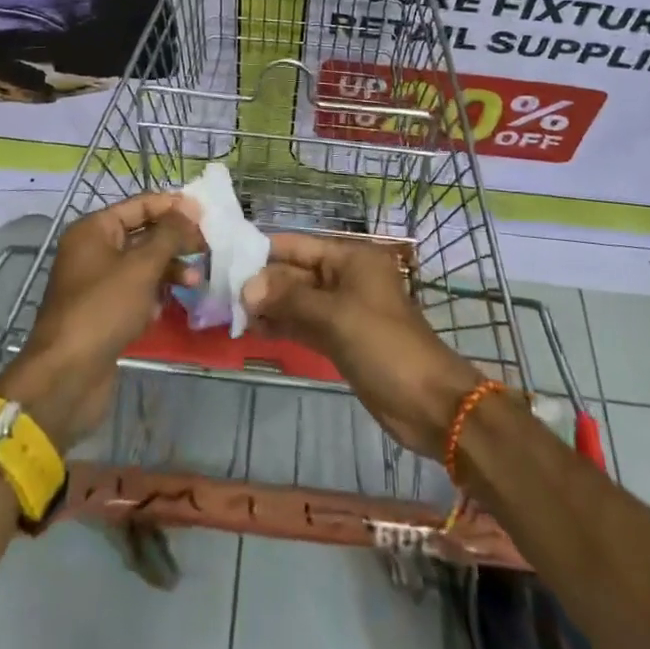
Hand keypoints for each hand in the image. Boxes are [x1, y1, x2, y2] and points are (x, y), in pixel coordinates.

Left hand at [0, 192, 201, 451]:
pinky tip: (164, 309)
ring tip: (195, 282)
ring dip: (169, 270)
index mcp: (94, 230)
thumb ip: (169, 234)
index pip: (140, 205)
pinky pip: (135, 293)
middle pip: (143, 234)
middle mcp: (93, 251)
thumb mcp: (141, 267)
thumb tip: (190, 208)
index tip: (206, 213)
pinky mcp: (104, 312)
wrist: (67, 377)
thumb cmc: (103, 309)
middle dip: (174, 241)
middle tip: (206, 248)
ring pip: (142, 266)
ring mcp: (97, 283)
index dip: (173, 207)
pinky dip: (153, 296)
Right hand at [243, 233, 483, 457]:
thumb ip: (289, 299)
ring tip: (231, 313)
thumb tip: (246, 287)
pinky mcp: (341, 338)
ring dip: (269, 306)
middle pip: (295, 272)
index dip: (263, 252)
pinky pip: (305, 323)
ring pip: (297, 299)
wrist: (429, 403)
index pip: (297, 245)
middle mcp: (344, 276)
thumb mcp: (334, 317)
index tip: (225, 261)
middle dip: (262, 282)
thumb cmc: (384, 346)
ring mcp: (343, 309)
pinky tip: (255, 330)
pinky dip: (283, 325)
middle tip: (221, 294)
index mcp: (350, 257)